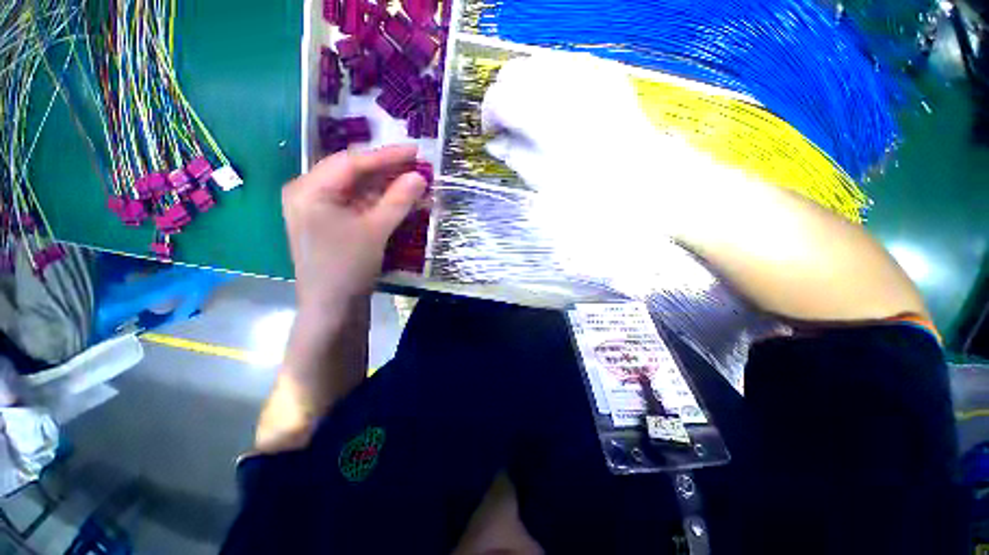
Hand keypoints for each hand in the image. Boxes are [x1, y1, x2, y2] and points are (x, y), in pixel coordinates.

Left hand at [282, 145, 426, 312]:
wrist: (333, 308)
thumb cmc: (347, 266)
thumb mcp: (375, 230)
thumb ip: (398, 200)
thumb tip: (420, 176)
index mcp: (310, 189)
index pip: (352, 163)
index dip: (387, 156)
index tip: (415, 151)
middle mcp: (310, 193)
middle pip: (354, 174)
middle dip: (388, 171)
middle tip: (417, 166)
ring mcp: (320, 210)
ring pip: (358, 190)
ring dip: (387, 188)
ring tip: (415, 182)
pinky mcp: (332, 224)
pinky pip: (358, 205)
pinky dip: (380, 203)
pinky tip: (402, 201)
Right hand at [480, 52, 706, 276]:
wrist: (643, 178)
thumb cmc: (593, 190)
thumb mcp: (545, 181)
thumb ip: (516, 156)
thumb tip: (495, 143)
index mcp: (547, 117)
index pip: (499, 98)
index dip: (488, 114)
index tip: (490, 133)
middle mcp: (564, 85)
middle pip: (513, 71)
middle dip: (502, 97)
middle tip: (506, 124)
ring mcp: (587, 72)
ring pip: (535, 62)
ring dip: (523, 88)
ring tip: (528, 116)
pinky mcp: (602, 72)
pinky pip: (562, 64)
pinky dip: (548, 80)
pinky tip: (552, 104)